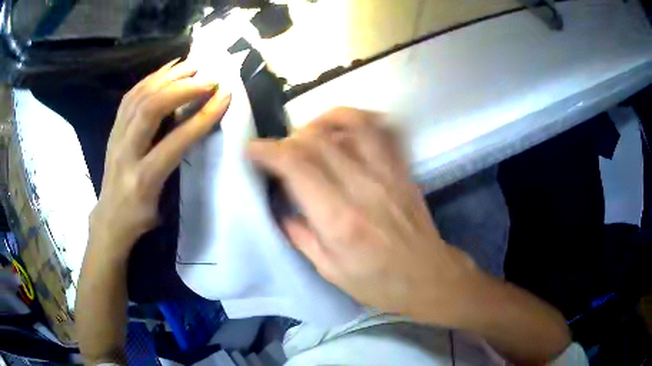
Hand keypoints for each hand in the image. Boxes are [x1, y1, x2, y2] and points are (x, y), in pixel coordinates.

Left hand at [90, 59, 230, 253]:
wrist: (109, 218)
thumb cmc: (140, 217)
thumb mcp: (162, 206)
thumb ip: (176, 169)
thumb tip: (195, 132)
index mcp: (143, 179)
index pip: (175, 142)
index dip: (202, 117)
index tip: (224, 97)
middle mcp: (126, 153)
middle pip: (150, 109)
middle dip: (182, 88)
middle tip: (209, 78)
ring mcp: (116, 137)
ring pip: (139, 97)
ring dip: (168, 77)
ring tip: (192, 66)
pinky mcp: (113, 128)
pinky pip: (130, 96)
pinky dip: (150, 78)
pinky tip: (166, 70)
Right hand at [248, 108, 478, 320]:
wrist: (428, 277)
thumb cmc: (378, 282)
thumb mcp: (330, 270)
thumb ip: (300, 235)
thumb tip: (279, 207)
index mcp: (340, 220)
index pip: (296, 167)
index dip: (268, 151)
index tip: (253, 150)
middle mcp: (364, 188)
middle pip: (318, 140)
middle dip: (289, 138)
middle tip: (279, 150)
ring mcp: (388, 174)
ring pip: (353, 124)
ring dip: (323, 120)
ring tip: (309, 132)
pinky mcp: (403, 169)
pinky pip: (384, 130)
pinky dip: (361, 119)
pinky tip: (345, 127)